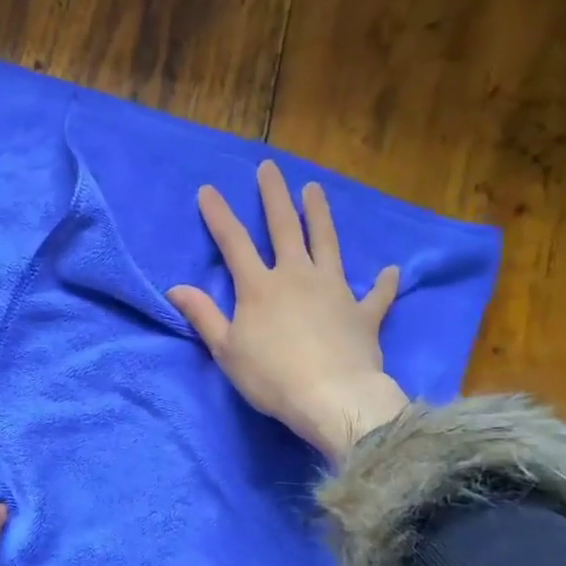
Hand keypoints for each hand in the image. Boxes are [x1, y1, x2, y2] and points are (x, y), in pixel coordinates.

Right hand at [168, 160, 408, 459]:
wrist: (332, 398)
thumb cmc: (271, 376)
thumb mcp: (226, 349)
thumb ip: (203, 315)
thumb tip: (176, 287)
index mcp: (260, 286)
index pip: (234, 242)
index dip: (219, 215)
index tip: (208, 189)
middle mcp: (297, 276)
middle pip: (284, 228)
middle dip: (274, 196)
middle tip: (270, 167)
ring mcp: (334, 290)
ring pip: (327, 243)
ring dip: (320, 215)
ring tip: (315, 189)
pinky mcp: (363, 313)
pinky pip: (375, 294)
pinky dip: (382, 283)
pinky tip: (390, 271)